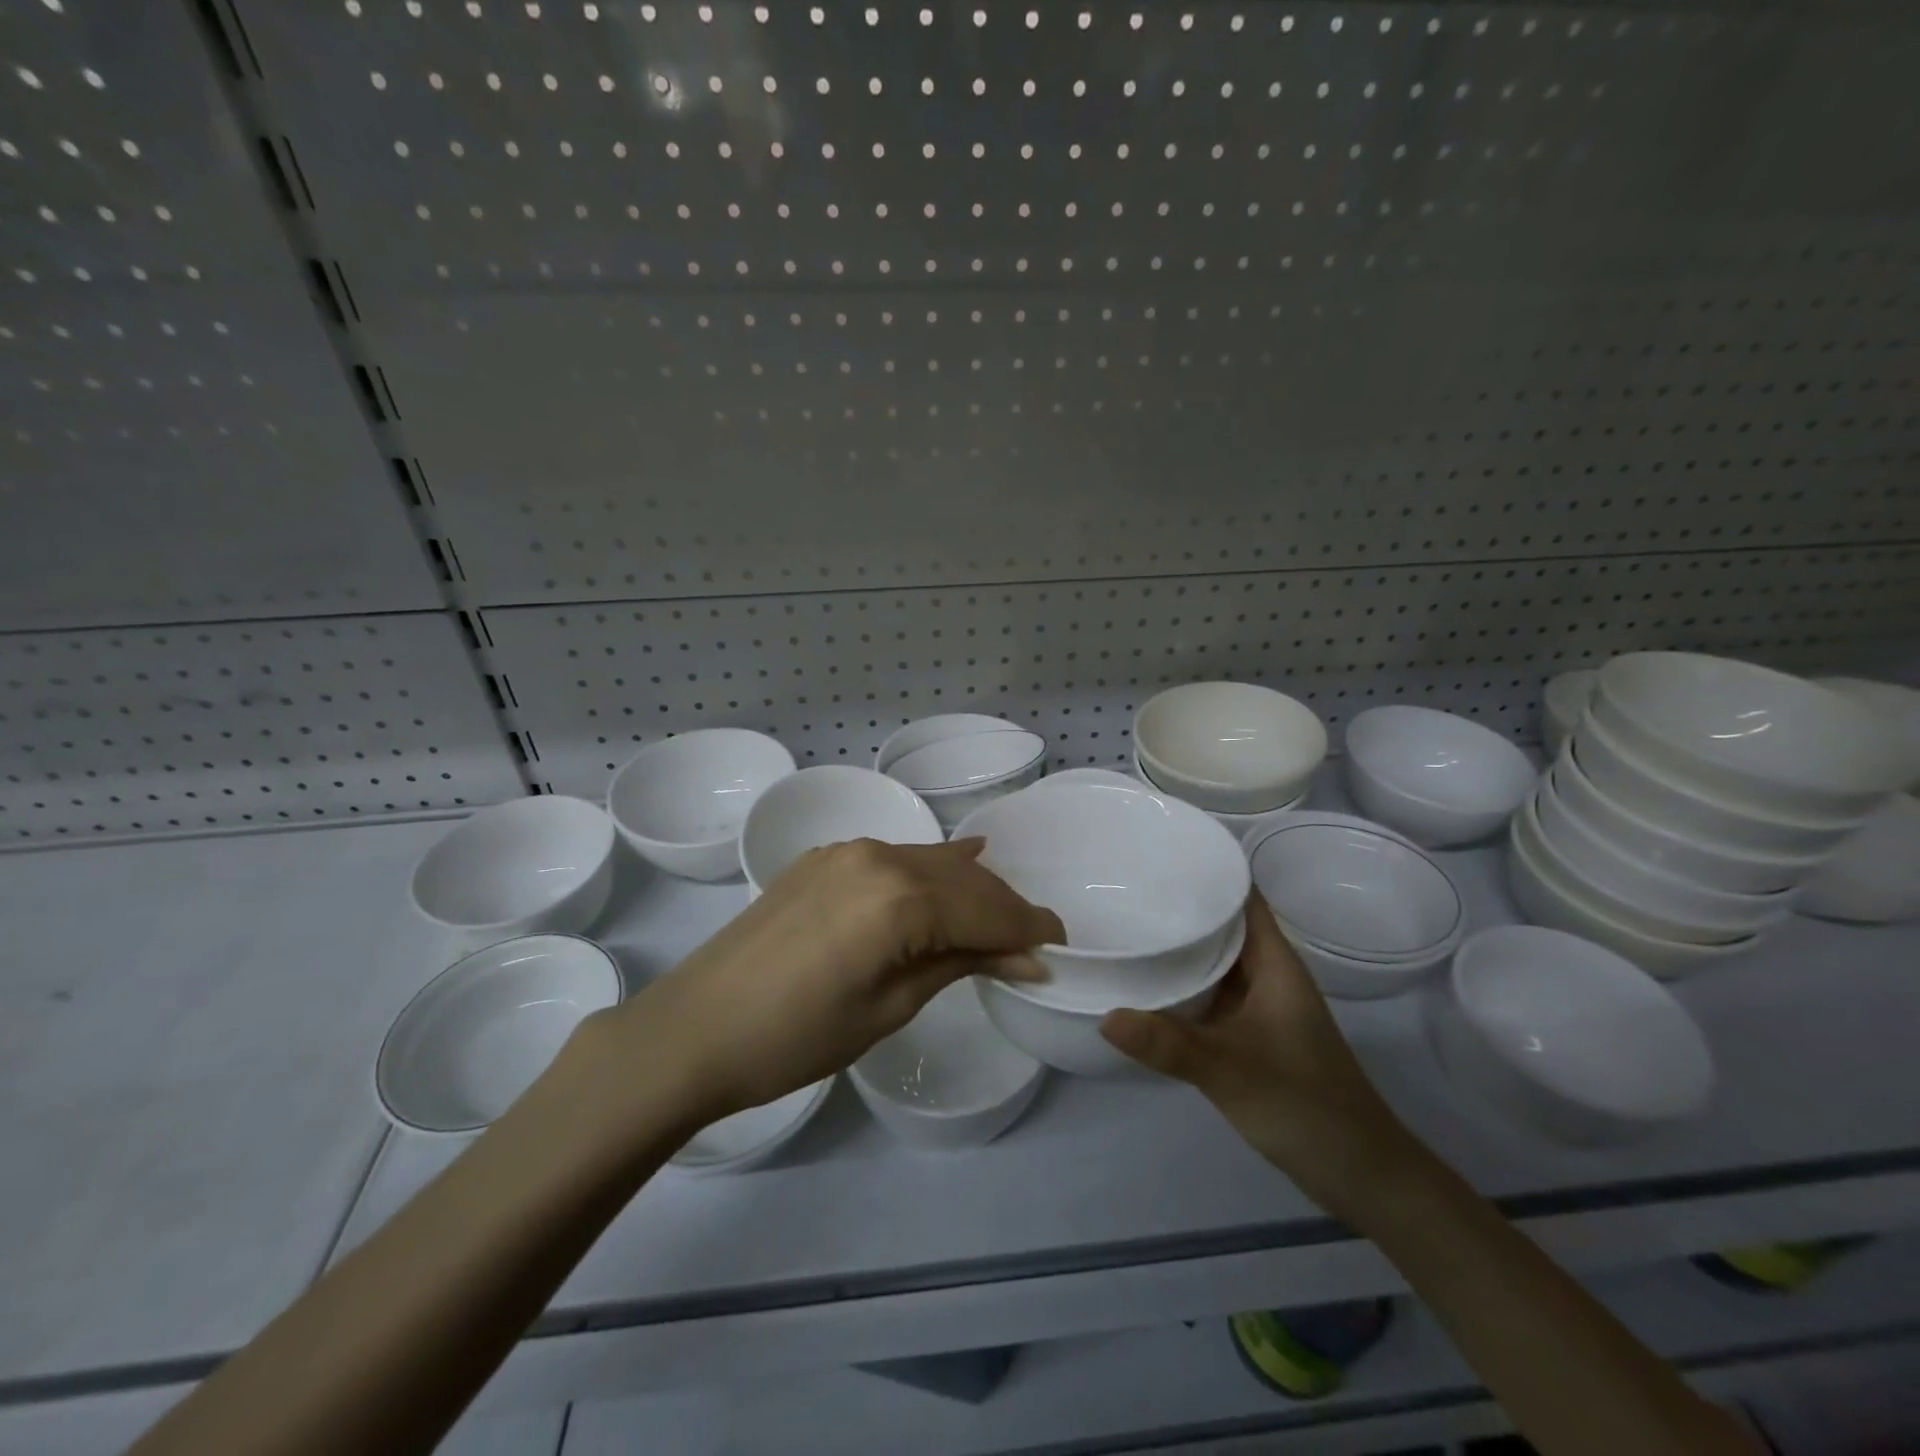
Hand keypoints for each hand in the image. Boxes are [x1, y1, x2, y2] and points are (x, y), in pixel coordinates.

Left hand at [582, 838, 1063, 1131]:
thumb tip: (1025, 956)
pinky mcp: (825, 859)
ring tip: (1000, 916)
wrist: (692, 1029)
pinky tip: (956, 864)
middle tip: (1035, 940)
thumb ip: (959, 964)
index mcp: (899, 898)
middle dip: (1003, 908)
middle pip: (963, 879)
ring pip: (930, 863)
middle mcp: (879, 856)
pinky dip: (930, 870)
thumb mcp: (889, 1006)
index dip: (1026, 929)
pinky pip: (896, 858)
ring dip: (969, 888)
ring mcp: (847, 852)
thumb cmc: (796, 1037)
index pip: (985, 910)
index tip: (1059, 944)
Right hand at [1099, 895, 1423, 1222]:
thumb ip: (1168, 1044)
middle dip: (1181, 905)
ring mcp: (1262, 1005)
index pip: (1243, 896)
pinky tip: (1147, 984)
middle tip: (1123, 887)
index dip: (1210, 869)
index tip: (1159, 853)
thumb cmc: (1305, 1105)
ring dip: (1180, 944)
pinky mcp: (1253, 1033)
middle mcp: (1268, 974)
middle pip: (1223, 923)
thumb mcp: (1230, 1071)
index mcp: (1275, 963)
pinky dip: (1183, 982)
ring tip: (1125, 924)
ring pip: (1216, 959)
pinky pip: (1212, 992)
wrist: (1362, 1174)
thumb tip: (1105, 1015)